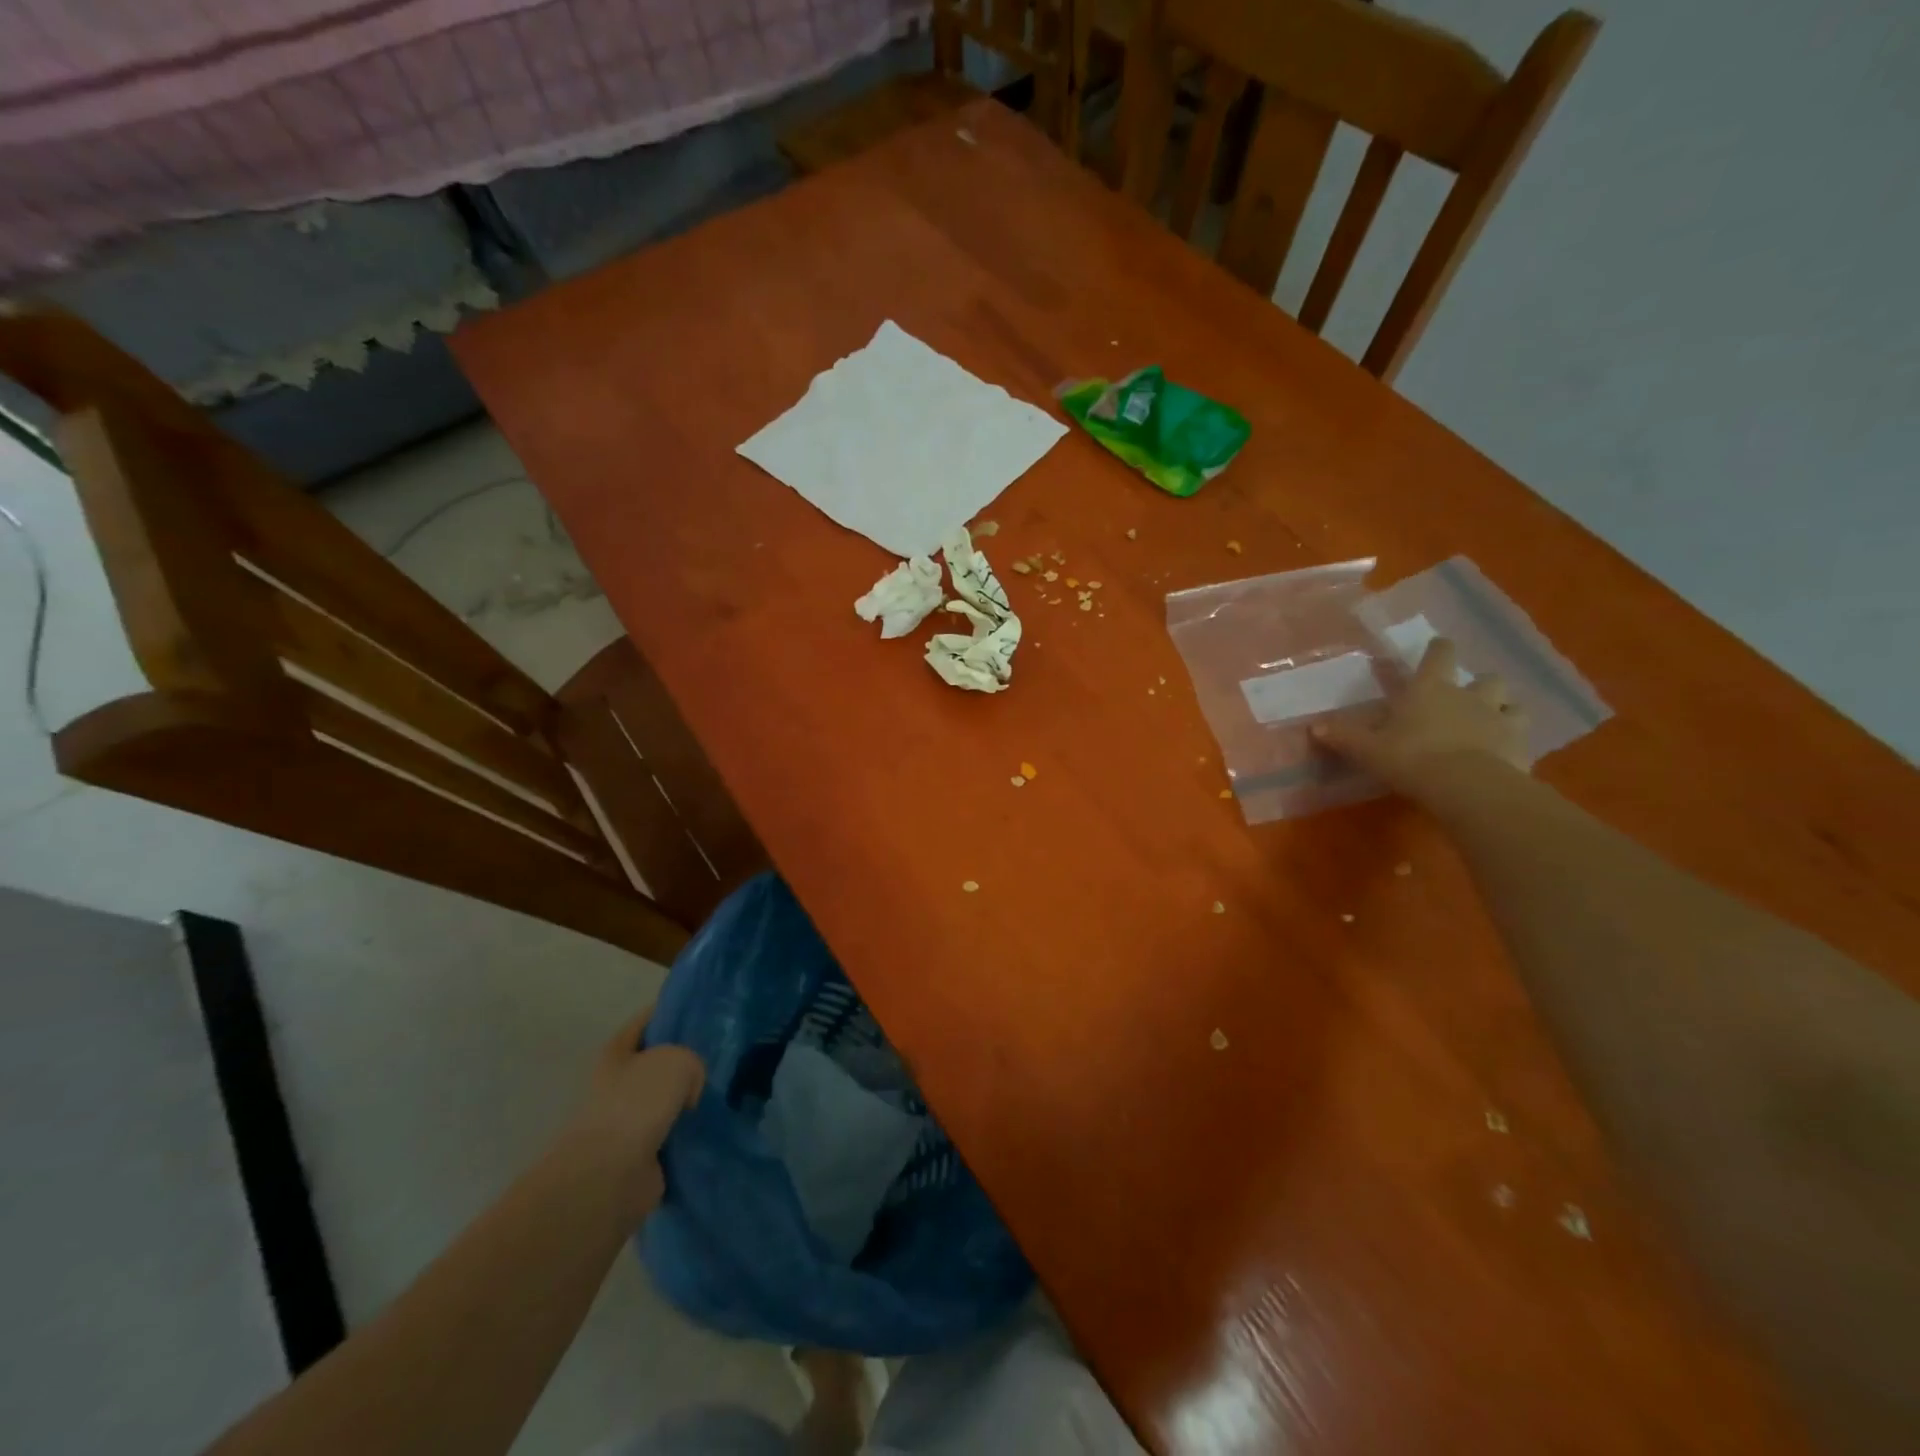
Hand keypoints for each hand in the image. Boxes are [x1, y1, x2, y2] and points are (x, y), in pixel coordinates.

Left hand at [554, 1011, 704, 1225]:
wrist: (610, 1176)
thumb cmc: (636, 1103)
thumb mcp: (676, 1059)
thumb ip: (692, 1061)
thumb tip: (689, 1091)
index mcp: (616, 1052)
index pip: (648, 1020)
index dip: (676, 1012)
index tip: (708, 1011)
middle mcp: (618, 1083)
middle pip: (659, 1062)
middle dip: (688, 1060)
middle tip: (724, 1056)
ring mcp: (628, 1121)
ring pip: (669, 1099)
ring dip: (691, 1100)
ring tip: (726, 1092)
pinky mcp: (641, 1154)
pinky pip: (674, 1134)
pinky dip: (691, 1133)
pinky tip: (716, 1124)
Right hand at [1312, 637, 1529, 798]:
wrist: (1466, 786)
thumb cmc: (1410, 757)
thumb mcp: (1368, 749)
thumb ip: (1343, 736)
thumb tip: (1313, 727)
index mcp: (1430, 688)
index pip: (1439, 654)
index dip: (1438, 649)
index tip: (1438, 647)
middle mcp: (1469, 696)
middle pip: (1485, 678)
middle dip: (1478, 684)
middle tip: (1467, 697)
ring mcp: (1501, 719)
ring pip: (1512, 703)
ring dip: (1504, 708)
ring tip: (1493, 721)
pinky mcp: (1521, 746)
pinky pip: (1523, 736)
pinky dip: (1514, 740)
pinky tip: (1505, 752)